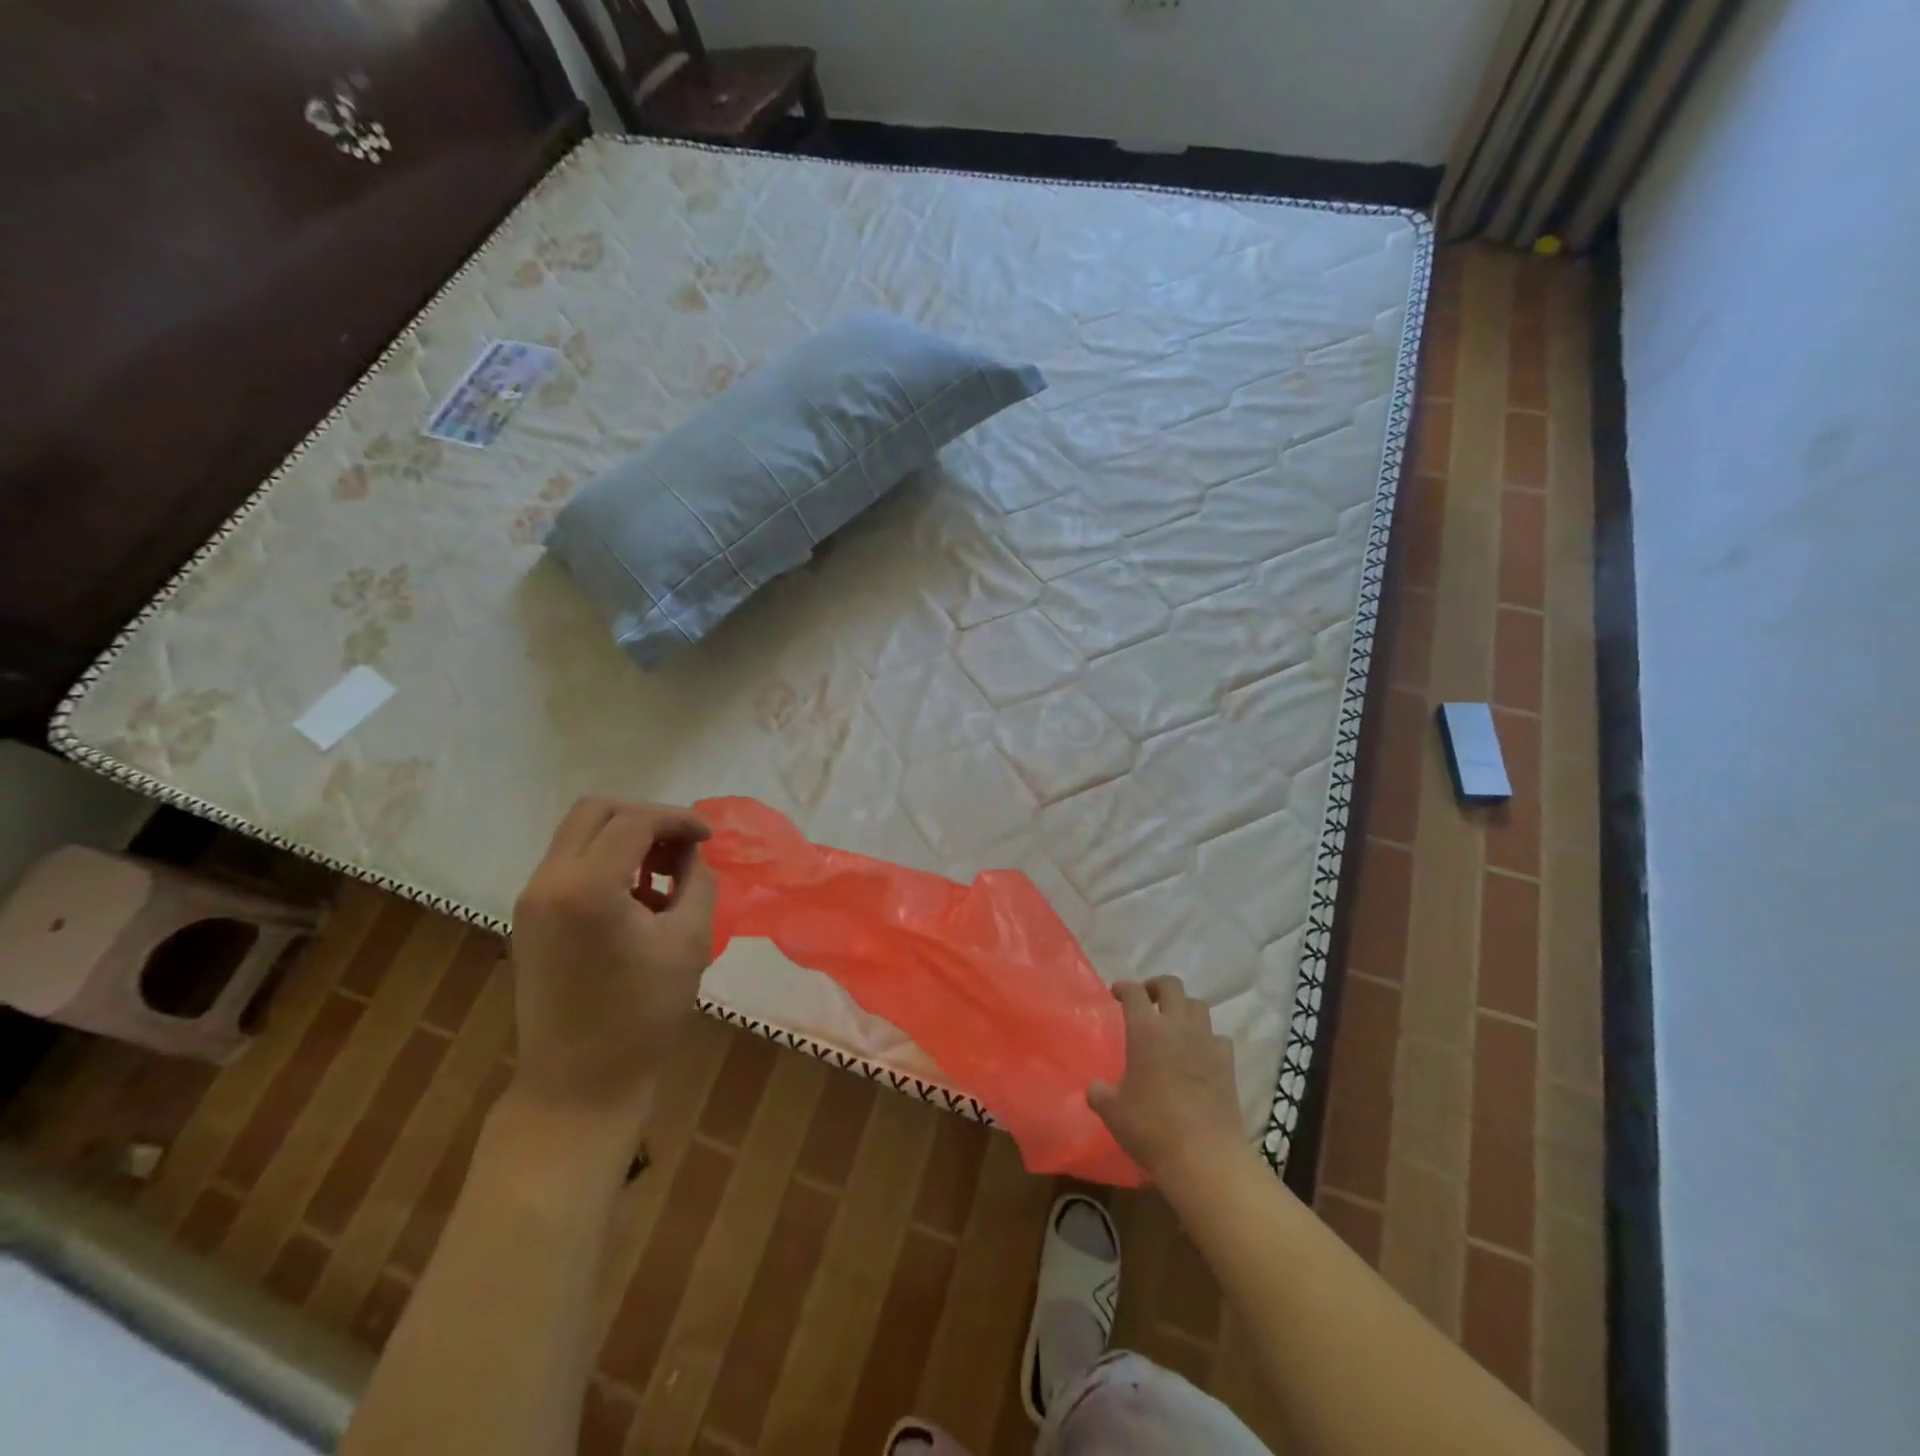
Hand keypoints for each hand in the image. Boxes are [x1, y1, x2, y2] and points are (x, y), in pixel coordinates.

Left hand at [509, 798, 716, 1129]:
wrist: (579, 1085)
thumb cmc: (643, 1016)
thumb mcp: (689, 941)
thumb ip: (696, 881)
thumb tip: (691, 853)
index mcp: (586, 888)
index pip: (634, 821)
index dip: (678, 819)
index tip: (709, 838)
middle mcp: (547, 883)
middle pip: (595, 811)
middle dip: (646, 818)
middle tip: (683, 845)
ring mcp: (531, 901)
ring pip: (579, 835)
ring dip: (625, 838)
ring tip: (664, 874)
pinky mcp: (529, 919)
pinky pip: (570, 864)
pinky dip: (606, 862)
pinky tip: (638, 897)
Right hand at [1087, 976, 1246, 1189]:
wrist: (1205, 1157)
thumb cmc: (1152, 1128)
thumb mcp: (1113, 1112)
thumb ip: (1100, 1093)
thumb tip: (1096, 1087)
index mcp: (1145, 1030)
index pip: (1134, 992)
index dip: (1124, 987)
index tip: (1116, 993)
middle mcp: (1177, 1026)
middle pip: (1171, 985)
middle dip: (1157, 986)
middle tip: (1147, 1000)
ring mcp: (1206, 1042)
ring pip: (1198, 1005)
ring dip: (1184, 1008)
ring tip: (1174, 1024)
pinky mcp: (1228, 1063)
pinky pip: (1218, 1037)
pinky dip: (1207, 1039)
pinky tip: (1200, 1054)